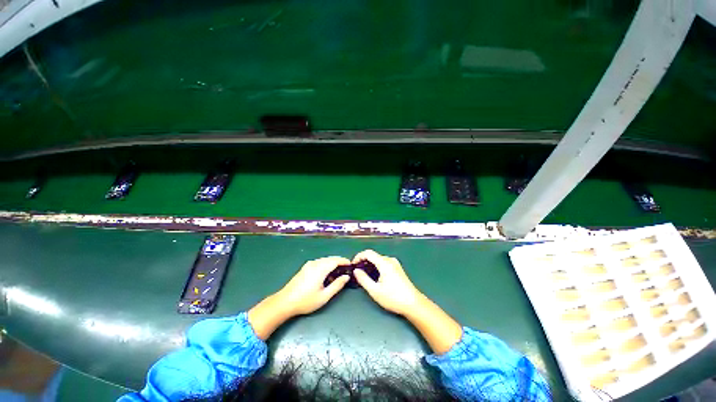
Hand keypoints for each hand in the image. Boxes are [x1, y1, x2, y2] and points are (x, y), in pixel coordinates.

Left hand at [277, 256, 350, 315]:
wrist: (285, 302)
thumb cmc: (306, 301)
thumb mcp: (324, 296)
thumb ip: (337, 285)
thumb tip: (346, 277)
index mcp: (320, 269)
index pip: (335, 260)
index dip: (344, 261)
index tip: (351, 265)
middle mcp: (315, 263)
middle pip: (330, 258)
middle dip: (339, 262)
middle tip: (346, 269)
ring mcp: (309, 264)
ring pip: (325, 260)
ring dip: (332, 263)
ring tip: (338, 273)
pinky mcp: (305, 267)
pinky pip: (319, 262)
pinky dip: (326, 265)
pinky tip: (326, 274)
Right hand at [353, 249, 462, 353]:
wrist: (413, 304)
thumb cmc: (393, 298)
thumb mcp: (375, 291)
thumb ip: (363, 279)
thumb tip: (356, 271)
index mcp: (384, 263)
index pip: (368, 253)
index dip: (358, 256)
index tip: (353, 265)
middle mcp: (390, 260)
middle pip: (373, 255)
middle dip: (364, 261)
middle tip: (357, 272)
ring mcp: (395, 264)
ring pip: (378, 259)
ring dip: (370, 264)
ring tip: (364, 275)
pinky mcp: (398, 268)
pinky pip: (384, 263)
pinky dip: (376, 266)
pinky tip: (374, 276)